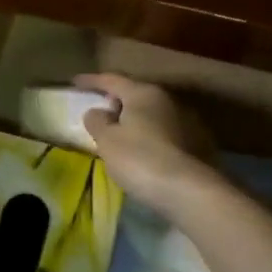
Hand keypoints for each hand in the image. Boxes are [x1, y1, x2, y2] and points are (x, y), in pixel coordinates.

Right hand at [75, 73, 217, 214]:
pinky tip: (143, 151)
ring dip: (135, 120)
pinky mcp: (197, 143)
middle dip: (116, 100)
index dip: (91, 80)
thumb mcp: (108, 141)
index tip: (74, 82)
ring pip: (152, 114)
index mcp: (143, 93)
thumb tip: (97, 111)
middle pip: (135, 94)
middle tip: (100, 110)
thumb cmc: (140, 159)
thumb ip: (98, 122)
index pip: (112, 80)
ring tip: (120, 134)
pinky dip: (149, 136)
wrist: (189, 191)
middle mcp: (167, 100)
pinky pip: (164, 132)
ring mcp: (186, 121)